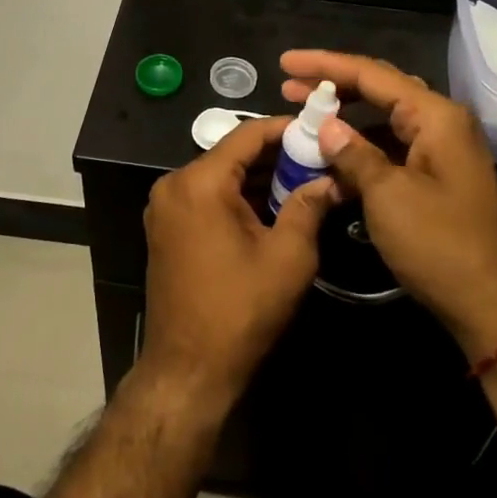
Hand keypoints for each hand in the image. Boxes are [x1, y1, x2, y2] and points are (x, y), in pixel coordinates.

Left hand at [139, 116, 339, 410]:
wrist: (188, 369)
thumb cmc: (241, 310)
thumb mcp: (288, 257)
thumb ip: (309, 207)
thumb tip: (331, 179)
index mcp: (200, 182)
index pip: (247, 135)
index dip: (285, 128)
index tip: (318, 129)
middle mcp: (175, 184)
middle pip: (232, 154)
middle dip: (276, 156)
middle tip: (318, 159)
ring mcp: (165, 206)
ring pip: (219, 176)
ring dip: (258, 178)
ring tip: (303, 180)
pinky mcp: (166, 227)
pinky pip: (206, 196)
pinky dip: (237, 197)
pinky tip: (272, 206)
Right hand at [280, 50, 496, 359]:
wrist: (492, 306)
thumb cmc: (440, 244)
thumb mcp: (388, 195)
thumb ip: (353, 153)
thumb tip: (326, 126)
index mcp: (435, 116)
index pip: (372, 74)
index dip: (324, 65)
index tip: (284, 62)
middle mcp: (441, 122)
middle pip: (380, 88)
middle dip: (333, 84)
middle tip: (288, 85)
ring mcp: (440, 150)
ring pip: (384, 118)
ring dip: (345, 116)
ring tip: (304, 115)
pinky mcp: (435, 176)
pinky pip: (391, 146)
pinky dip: (360, 146)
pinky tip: (332, 155)